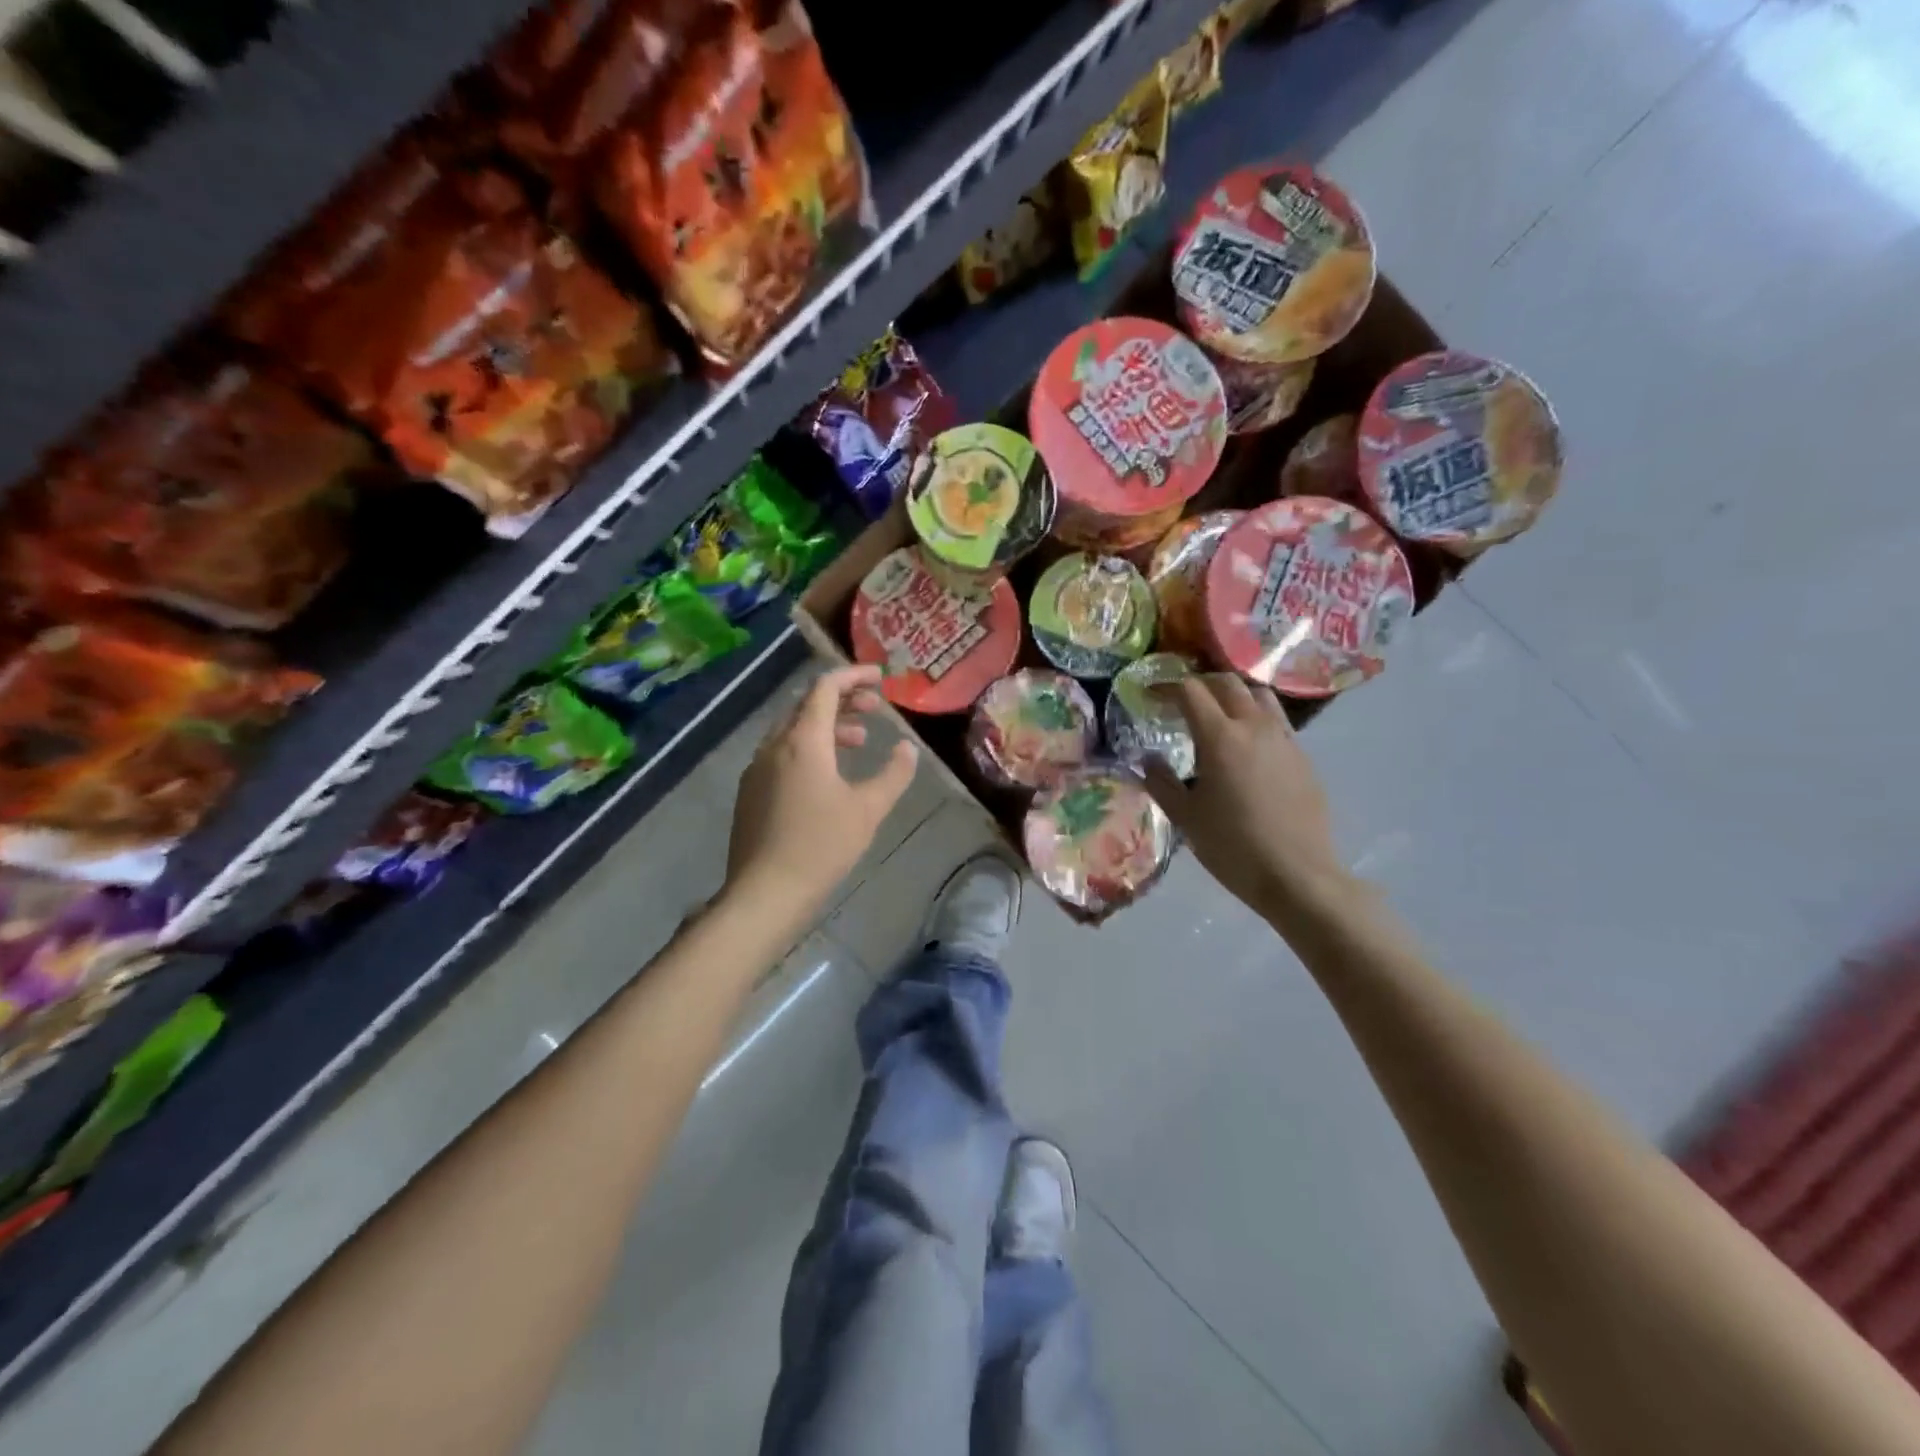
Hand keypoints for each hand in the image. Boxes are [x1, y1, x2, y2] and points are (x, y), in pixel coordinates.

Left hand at [724, 664, 917, 920]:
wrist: (765, 893)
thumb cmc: (822, 846)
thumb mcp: (868, 809)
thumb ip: (894, 773)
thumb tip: (907, 748)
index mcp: (803, 741)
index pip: (826, 688)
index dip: (854, 675)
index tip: (880, 677)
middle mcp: (774, 745)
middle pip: (807, 705)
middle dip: (843, 700)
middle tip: (875, 709)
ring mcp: (757, 769)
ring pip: (793, 730)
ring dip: (827, 727)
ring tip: (858, 742)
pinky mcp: (750, 792)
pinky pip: (781, 753)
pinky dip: (808, 748)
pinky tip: (827, 775)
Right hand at [1141, 674, 1352, 923]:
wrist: (1297, 876)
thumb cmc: (1232, 847)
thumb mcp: (1185, 818)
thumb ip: (1161, 782)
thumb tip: (1148, 759)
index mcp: (1220, 738)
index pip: (1190, 691)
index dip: (1166, 686)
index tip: (1150, 693)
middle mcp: (1254, 727)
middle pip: (1227, 683)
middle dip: (1200, 683)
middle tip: (1181, 699)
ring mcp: (1284, 739)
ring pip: (1259, 695)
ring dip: (1233, 694)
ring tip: (1217, 712)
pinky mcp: (1303, 756)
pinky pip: (1276, 721)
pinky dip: (1255, 718)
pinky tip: (1246, 745)